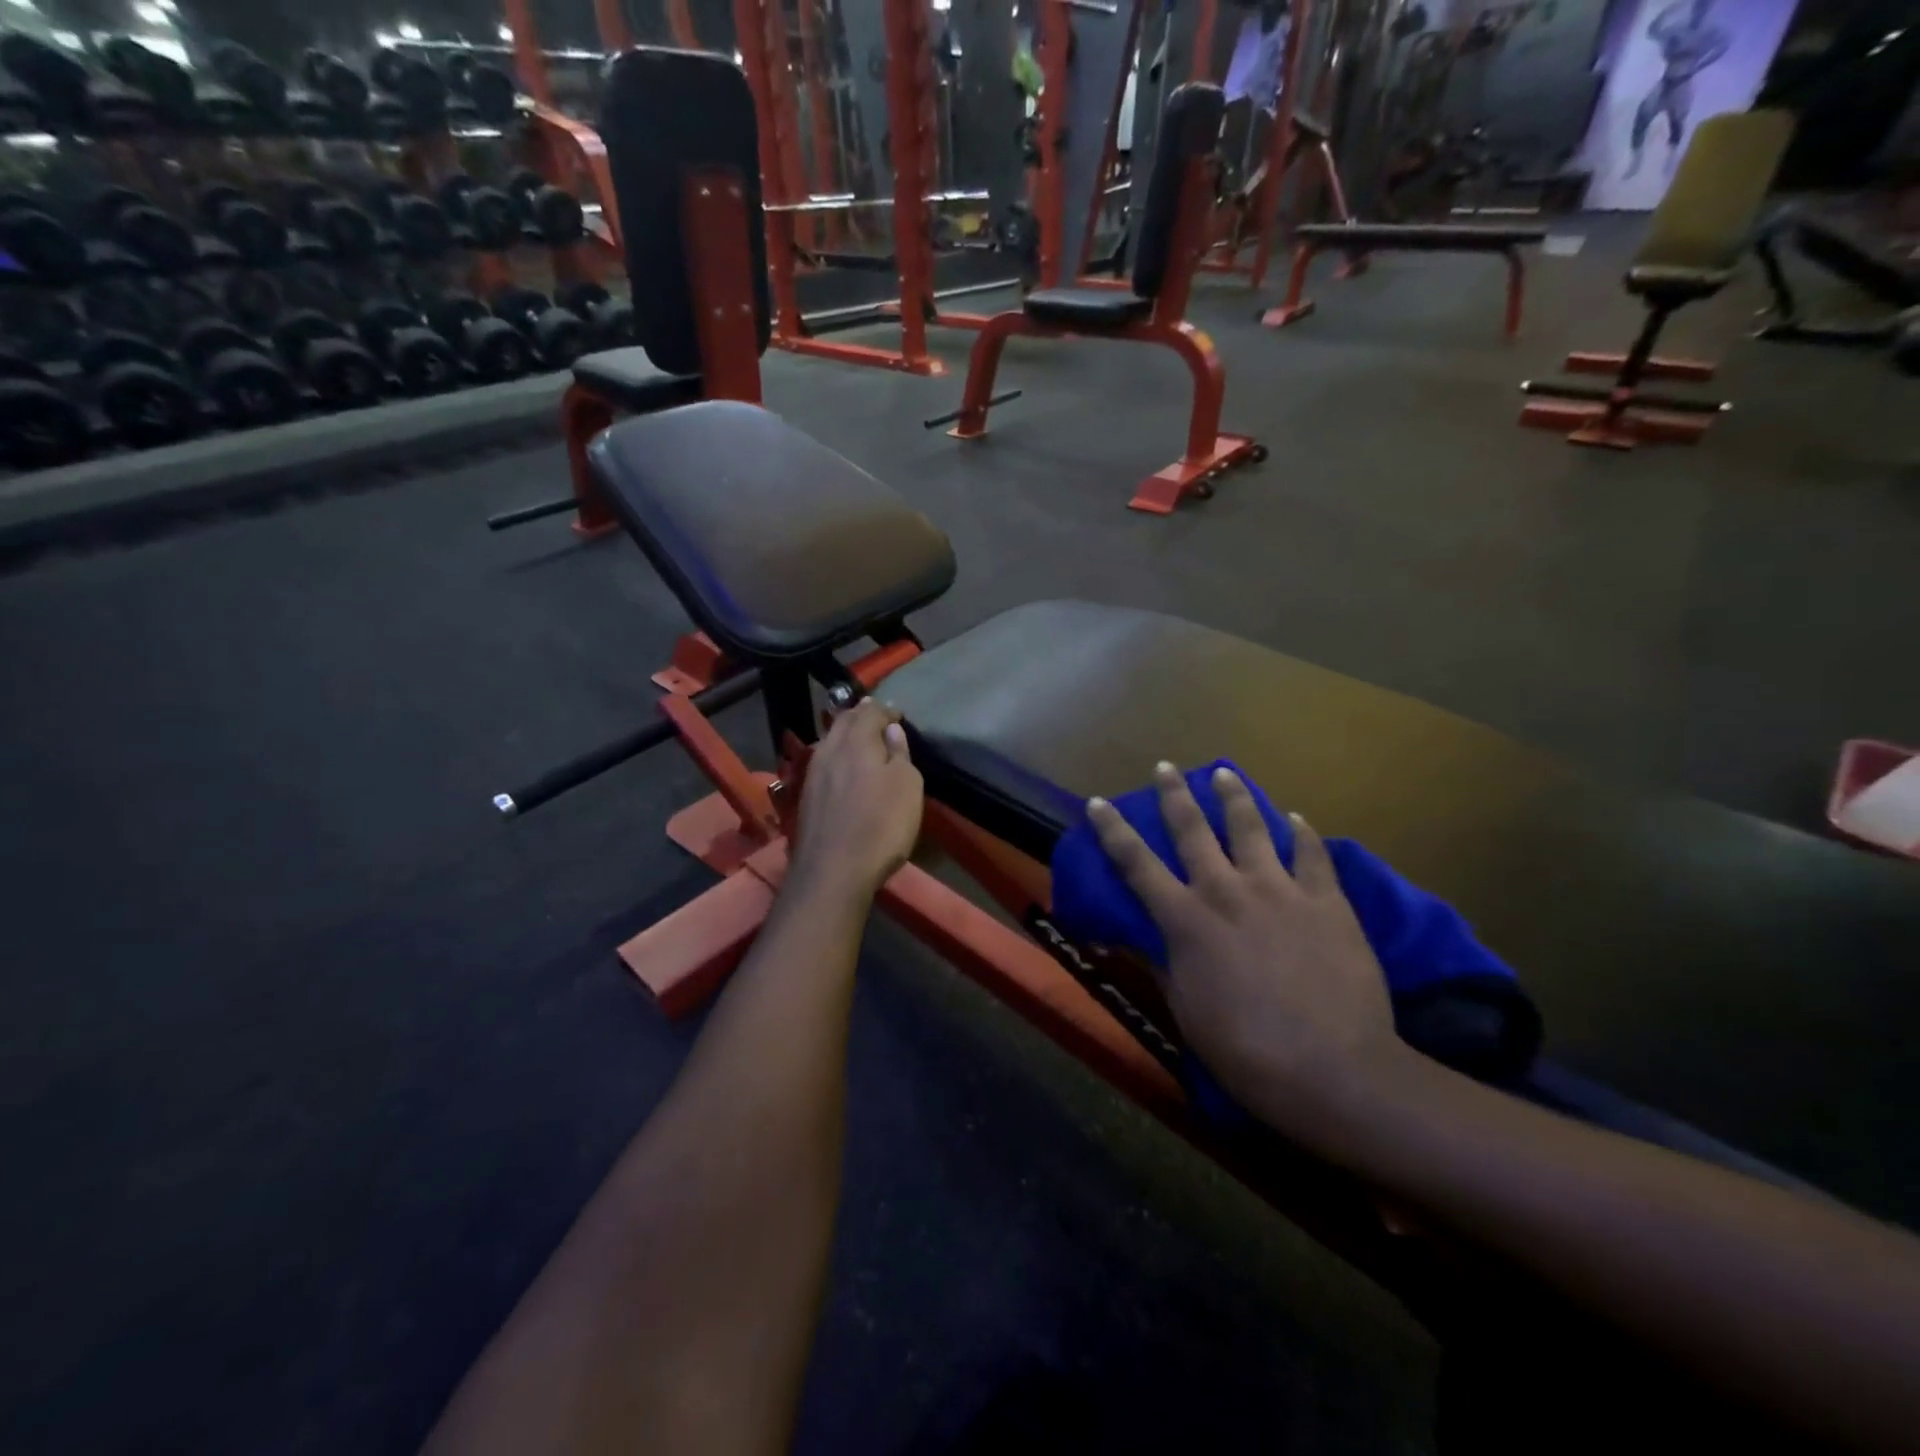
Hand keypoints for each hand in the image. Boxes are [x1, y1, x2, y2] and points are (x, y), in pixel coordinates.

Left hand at [788, 700, 923, 899]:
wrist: (832, 872)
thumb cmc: (880, 825)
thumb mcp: (907, 786)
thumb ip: (899, 753)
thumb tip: (891, 729)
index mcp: (856, 741)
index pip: (871, 711)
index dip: (886, 710)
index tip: (899, 715)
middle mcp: (829, 749)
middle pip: (844, 722)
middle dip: (862, 716)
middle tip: (878, 717)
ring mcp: (813, 774)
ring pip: (830, 741)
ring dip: (846, 735)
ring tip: (861, 739)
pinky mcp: (806, 797)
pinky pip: (824, 763)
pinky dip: (838, 757)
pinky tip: (844, 767)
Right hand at [1086, 764, 1404, 1139]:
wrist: (1334, 1070)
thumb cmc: (1246, 1051)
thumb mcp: (1185, 1012)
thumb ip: (1160, 965)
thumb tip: (1129, 937)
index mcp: (1186, 920)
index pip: (1137, 864)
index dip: (1113, 830)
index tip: (1098, 802)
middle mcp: (1226, 891)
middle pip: (1193, 829)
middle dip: (1174, 794)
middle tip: (1165, 766)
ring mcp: (1279, 891)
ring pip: (1251, 828)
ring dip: (1234, 797)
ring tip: (1225, 773)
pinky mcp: (1326, 901)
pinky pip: (1312, 855)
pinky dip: (1302, 833)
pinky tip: (1297, 819)